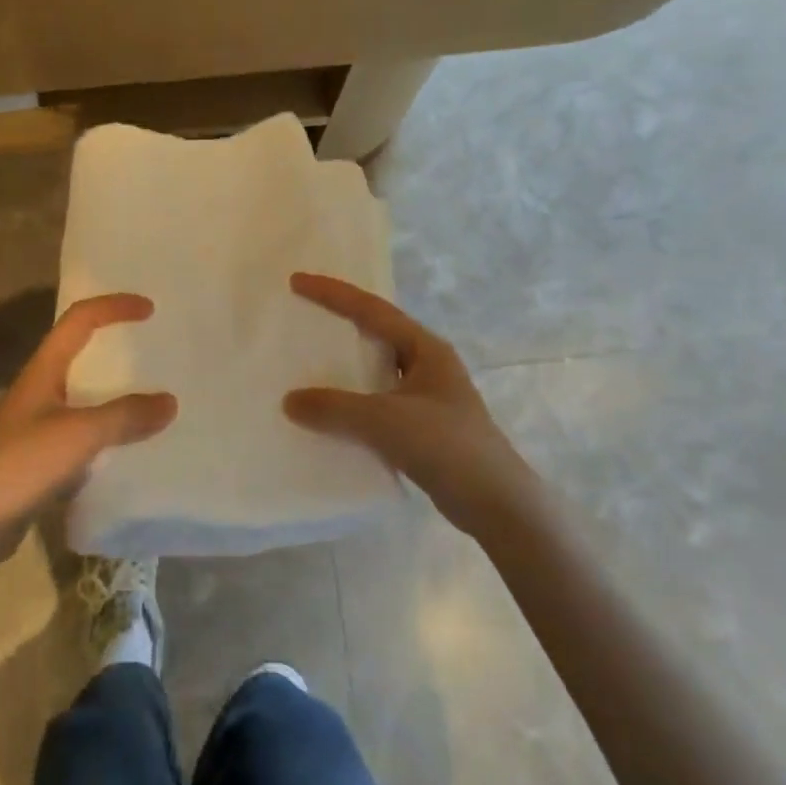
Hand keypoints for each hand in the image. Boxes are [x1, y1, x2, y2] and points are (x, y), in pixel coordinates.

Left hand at [0, 293, 176, 552]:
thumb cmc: (22, 464)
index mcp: (43, 370)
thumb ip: (125, 416)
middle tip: (155, 350)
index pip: (79, 320)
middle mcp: (40, 389)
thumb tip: (170, 402)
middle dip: (117, 345)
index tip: (150, 309)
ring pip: (85, 393)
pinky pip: (85, 430)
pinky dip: (110, 428)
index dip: (113, 307)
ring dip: (116, 390)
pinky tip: (132, 444)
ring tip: (153, 395)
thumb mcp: (79, 435)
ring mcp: (39, 423)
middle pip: (81, 352)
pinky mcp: (43, 455)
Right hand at [284, 273, 534, 534]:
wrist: (496, 503)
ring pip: (376, 370)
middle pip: (376, 333)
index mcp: (426, 348)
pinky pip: (377, 402)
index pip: (372, 310)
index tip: (296, 281)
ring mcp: (427, 397)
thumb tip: (289, 401)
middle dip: (339, 322)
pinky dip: (352, 402)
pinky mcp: (422, 428)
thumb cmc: (446, 446)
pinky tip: (330, 414)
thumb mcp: (384, 421)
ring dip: (345, 366)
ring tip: (308, 362)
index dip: (332, 293)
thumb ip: (334, 408)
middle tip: (302, 316)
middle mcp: (428, 365)